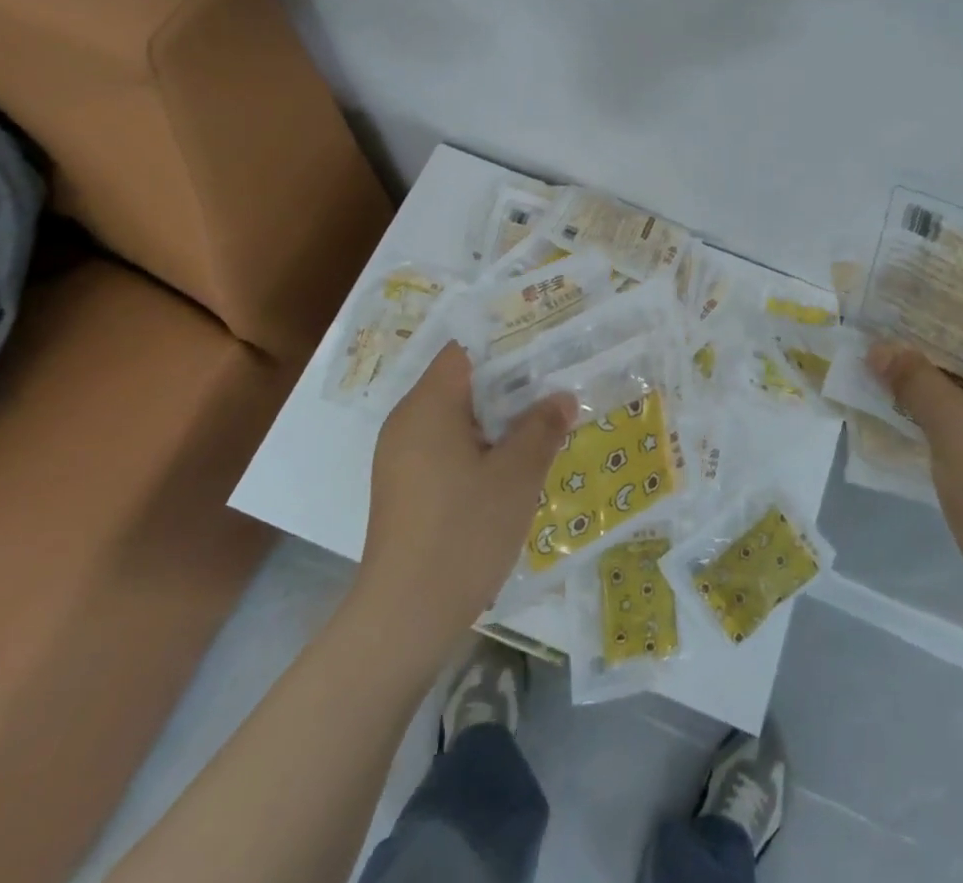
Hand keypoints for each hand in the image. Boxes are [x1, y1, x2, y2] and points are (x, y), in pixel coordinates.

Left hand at [362, 343, 574, 642]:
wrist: (405, 618)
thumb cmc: (464, 532)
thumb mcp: (517, 475)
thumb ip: (542, 427)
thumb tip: (562, 397)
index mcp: (428, 405)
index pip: (465, 349)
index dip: (506, 343)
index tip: (545, 347)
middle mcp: (407, 422)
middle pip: (461, 382)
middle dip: (509, 383)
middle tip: (555, 383)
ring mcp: (401, 458)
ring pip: (455, 417)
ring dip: (497, 418)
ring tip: (542, 421)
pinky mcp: (404, 488)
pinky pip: (445, 447)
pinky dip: (478, 445)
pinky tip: (511, 465)